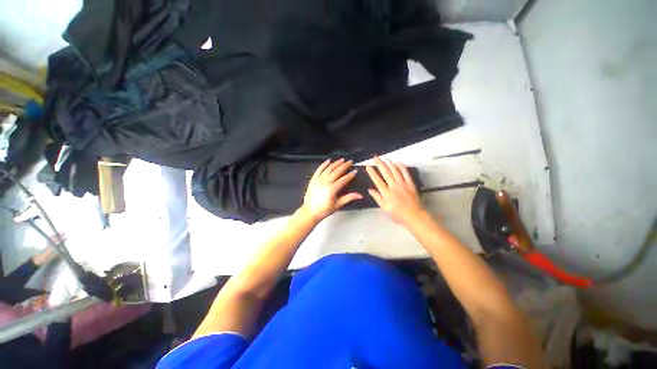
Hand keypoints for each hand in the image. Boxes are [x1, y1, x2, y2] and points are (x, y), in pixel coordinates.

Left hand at [300, 159, 362, 221]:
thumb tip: (360, 195)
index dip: (350, 175)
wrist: (310, 212)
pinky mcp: (313, 179)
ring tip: (342, 160)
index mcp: (332, 189)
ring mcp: (318, 180)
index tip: (355, 171)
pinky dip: (324, 164)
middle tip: (350, 161)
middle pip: (337, 171)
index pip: (344, 179)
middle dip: (344, 166)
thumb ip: (349, 198)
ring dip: (336, 163)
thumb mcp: (338, 205)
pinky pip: (319, 169)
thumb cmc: (324, 210)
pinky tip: (328, 160)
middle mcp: (325, 182)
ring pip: (328, 169)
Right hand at [365, 156, 425, 225]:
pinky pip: (406, 173)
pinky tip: (398, 162)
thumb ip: (377, 198)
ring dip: (389, 163)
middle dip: (379, 164)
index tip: (368, 166)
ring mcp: (403, 184)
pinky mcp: (410, 184)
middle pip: (386, 172)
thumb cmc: (398, 214)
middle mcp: (394, 186)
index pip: (377, 180)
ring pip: (395, 171)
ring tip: (384, 158)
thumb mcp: (385, 208)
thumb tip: (370, 190)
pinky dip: (402, 167)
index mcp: (386, 193)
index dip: (372, 172)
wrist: (415, 216)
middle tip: (375, 157)